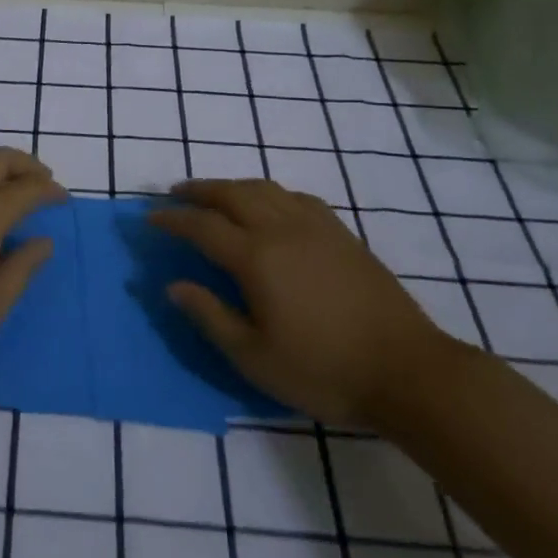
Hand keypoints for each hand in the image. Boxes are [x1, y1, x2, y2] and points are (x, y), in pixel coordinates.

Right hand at [151, 178, 454, 424]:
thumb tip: (174, 285)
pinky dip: (271, 194)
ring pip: (265, 189)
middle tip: (176, 193)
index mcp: (256, 258)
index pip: (202, 226)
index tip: (150, 218)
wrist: (407, 371)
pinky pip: (297, 198)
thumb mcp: (254, 356)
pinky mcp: (343, 234)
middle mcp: (282, 230)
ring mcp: (317, 227)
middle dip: (199, 190)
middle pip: (232, 194)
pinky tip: (271, 206)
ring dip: (233, 186)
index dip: (173, 219)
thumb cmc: (323, 370)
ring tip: (216, 194)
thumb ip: (210, 316)